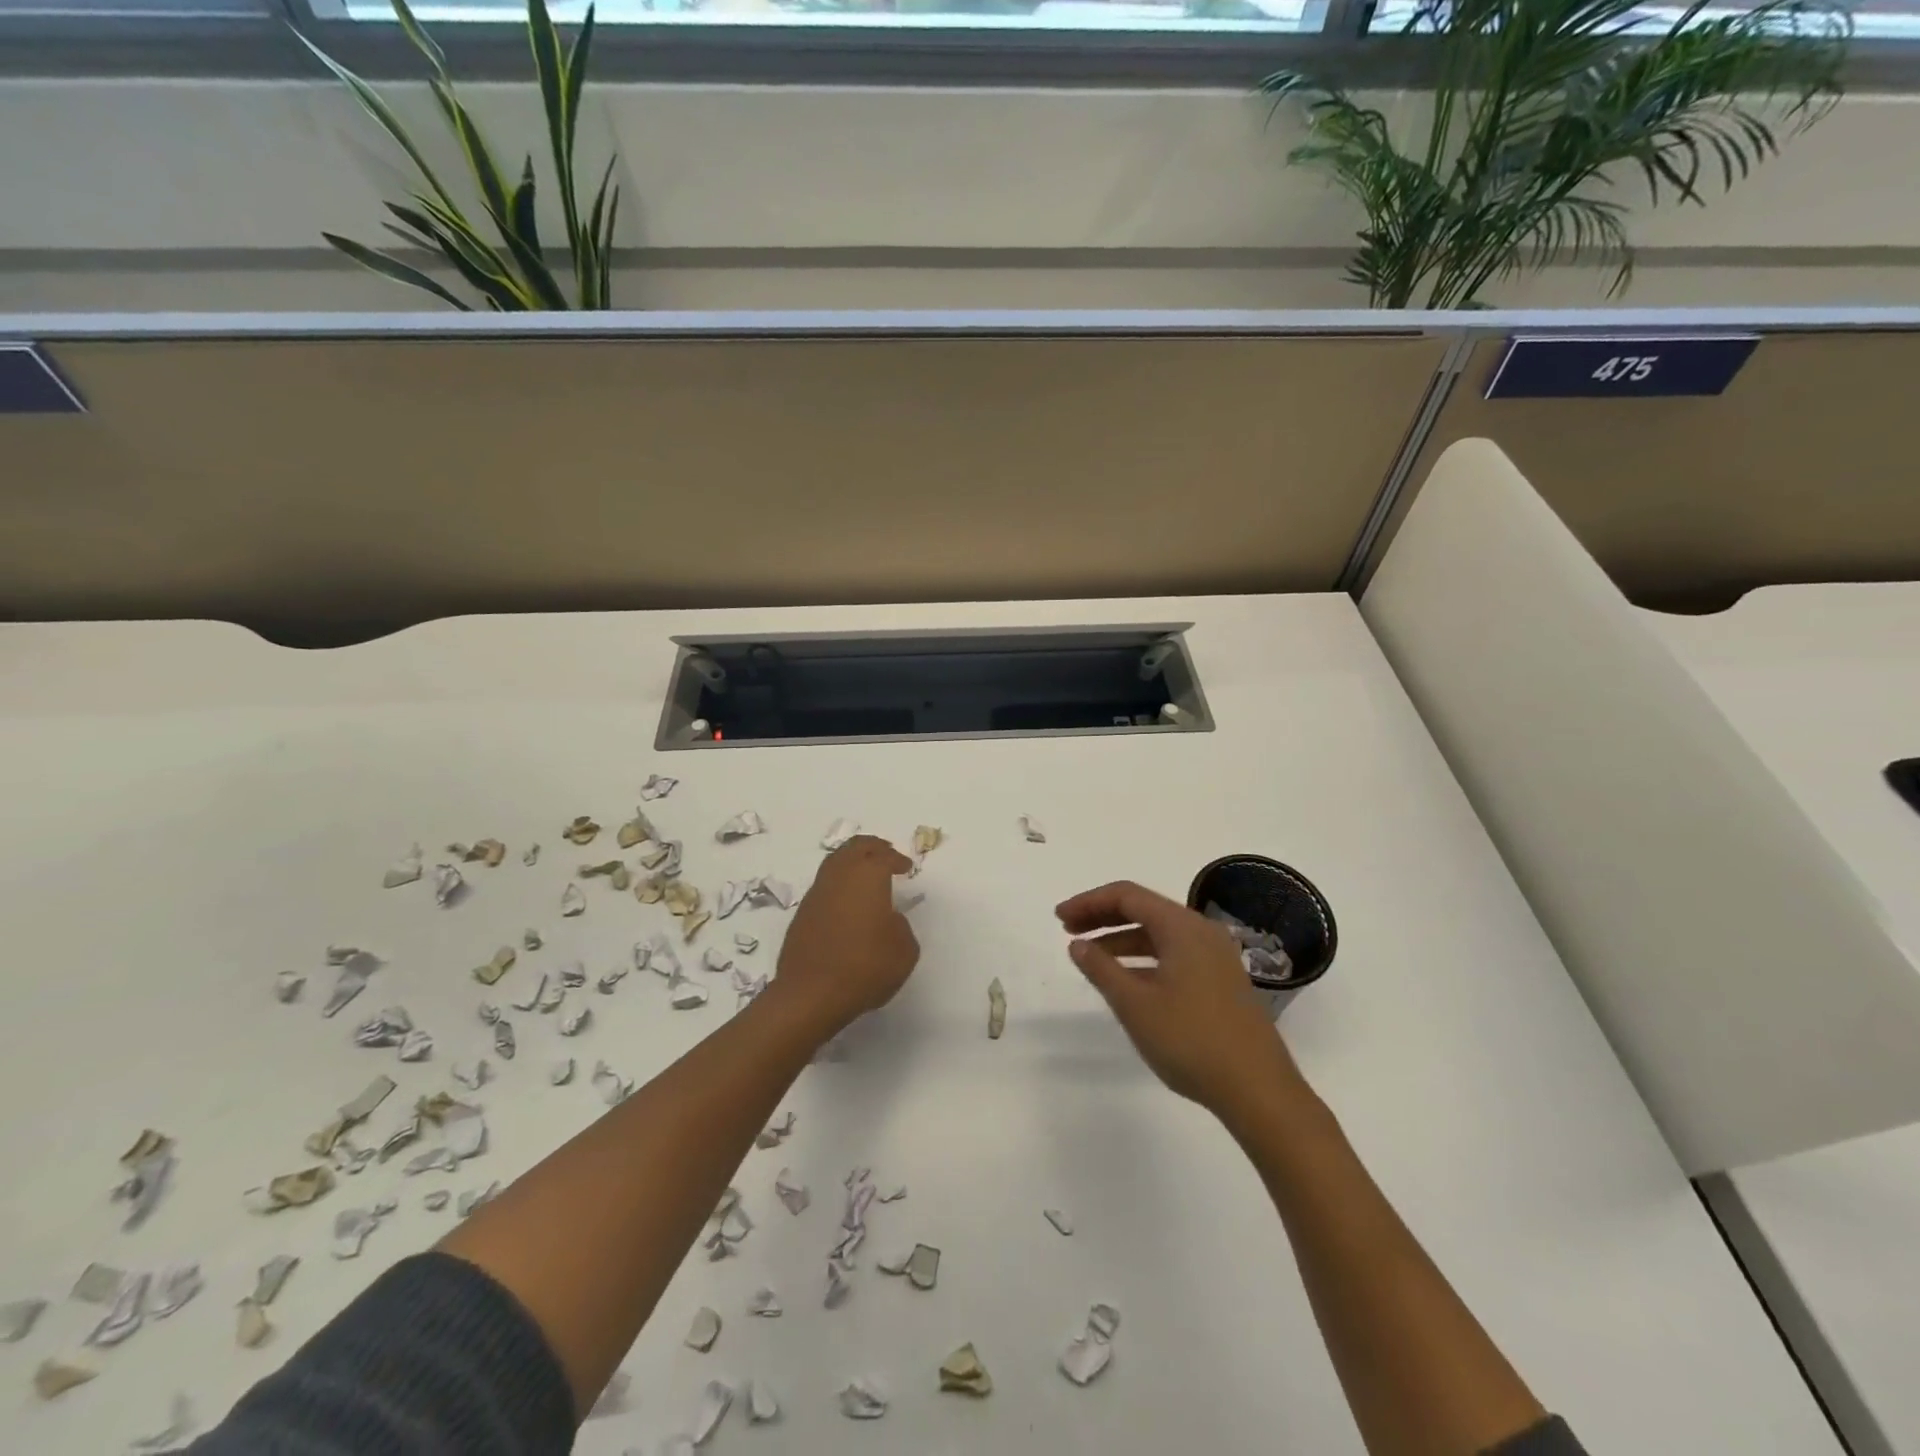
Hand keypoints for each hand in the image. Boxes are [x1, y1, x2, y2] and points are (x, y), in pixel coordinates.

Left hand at [775, 835, 919, 1038]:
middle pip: (854, 848)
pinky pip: (824, 887)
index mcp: (867, 877)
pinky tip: (846, 902)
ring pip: (834, 863)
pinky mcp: (802, 914)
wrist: (810, 995)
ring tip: (865, 875)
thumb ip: (901, 927)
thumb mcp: (904, 950)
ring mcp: (816, 894)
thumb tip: (888, 920)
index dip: (897, 859)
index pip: (884, 857)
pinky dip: (838, 885)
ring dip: (851, 862)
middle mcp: (839, 877)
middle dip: (871, 847)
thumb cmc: (865, 967)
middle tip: (884, 853)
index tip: (905, 867)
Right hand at [1058, 880, 1305, 1116]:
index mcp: (1182, 927)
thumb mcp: (1135, 1005)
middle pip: (1144, 909)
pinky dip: (1144, 958)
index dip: (1089, 902)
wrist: (1259, 1091)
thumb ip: (1101, 969)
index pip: (1127, 895)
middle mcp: (1201, 932)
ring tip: (1090, 957)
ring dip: (1122, 939)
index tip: (1059, 918)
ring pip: (1159, 934)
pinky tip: (1127, 981)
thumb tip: (1078, 944)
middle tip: (1068, 931)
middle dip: (1103, 917)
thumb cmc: (1191, 1041)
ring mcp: (1216, 957)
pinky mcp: (1221, 981)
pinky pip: (1174, 954)